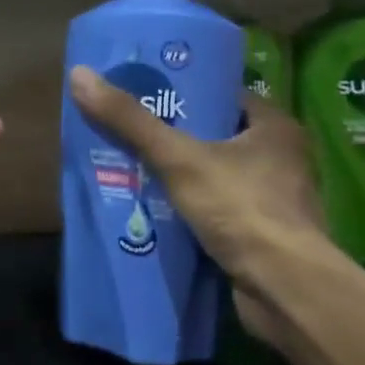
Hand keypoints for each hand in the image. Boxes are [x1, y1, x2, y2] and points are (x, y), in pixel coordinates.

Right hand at [68, 67, 334, 347]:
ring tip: (130, 168)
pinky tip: (153, 210)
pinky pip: (217, 210)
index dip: (185, 93)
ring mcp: (273, 201)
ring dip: (179, 176)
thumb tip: (80, 75)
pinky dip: (189, 209)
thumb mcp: (178, 158)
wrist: (284, 289)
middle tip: (128, 131)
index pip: (224, 97)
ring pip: (215, 176)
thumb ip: (131, 122)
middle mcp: (281, 160)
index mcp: (275, 128)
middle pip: (216, 137)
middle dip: (174, 137)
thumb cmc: (241, 209)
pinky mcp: (262, 235)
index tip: (145, 94)